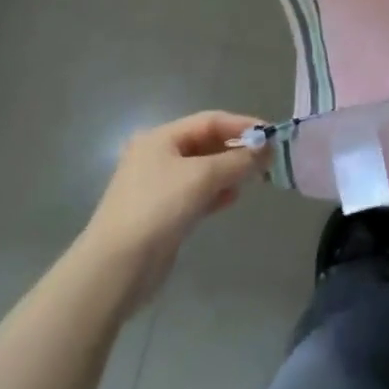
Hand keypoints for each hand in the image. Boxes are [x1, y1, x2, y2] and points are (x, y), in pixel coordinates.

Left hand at [81, 111, 263, 298]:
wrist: (117, 267)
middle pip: (206, 143)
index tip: (272, 135)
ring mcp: (158, 186)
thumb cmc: (158, 208)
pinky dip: (216, 192)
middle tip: (267, 160)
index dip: (243, 125)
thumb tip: (265, 149)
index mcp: (160, 138)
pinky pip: (197, 193)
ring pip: (204, 170)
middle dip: (237, 150)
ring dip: (229, 171)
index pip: (210, 121)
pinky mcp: (163, 212)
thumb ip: (238, 160)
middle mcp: (157, 156)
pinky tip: (232, 199)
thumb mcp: (202, 176)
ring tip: (254, 179)